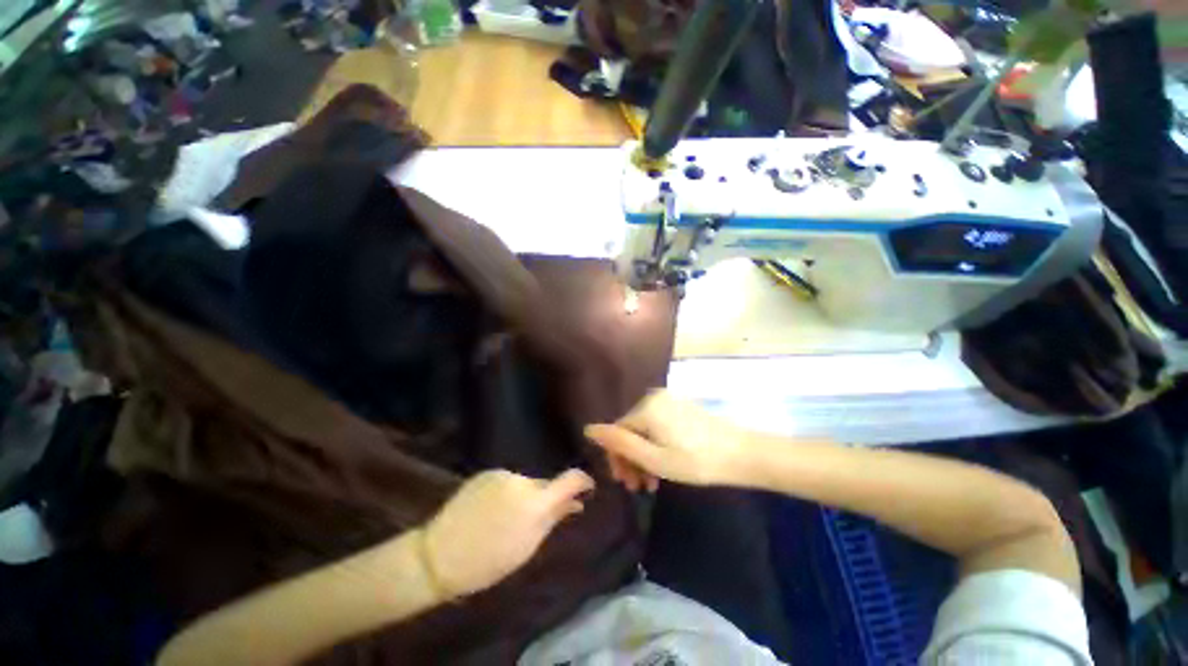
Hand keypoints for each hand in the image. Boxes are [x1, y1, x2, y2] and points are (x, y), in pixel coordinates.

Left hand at [421, 468, 593, 598]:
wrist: (439, 554)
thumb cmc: (488, 561)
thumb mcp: (527, 547)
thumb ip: (554, 519)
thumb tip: (576, 503)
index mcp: (535, 502)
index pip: (571, 479)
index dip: (583, 481)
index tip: (587, 488)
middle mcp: (522, 479)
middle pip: (545, 484)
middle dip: (546, 498)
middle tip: (535, 522)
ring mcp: (503, 474)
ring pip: (525, 483)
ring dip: (525, 496)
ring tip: (507, 520)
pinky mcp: (487, 473)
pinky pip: (507, 481)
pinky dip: (508, 493)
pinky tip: (492, 510)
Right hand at [584, 390, 747, 490]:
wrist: (742, 454)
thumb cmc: (695, 460)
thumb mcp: (653, 458)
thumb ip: (620, 443)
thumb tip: (588, 429)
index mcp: (645, 408)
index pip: (617, 432)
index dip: (617, 458)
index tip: (625, 483)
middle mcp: (654, 399)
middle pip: (631, 431)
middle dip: (631, 460)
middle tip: (639, 487)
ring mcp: (669, 402)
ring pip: (645, 432)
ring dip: (644, 457)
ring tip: (652, 483)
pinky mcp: (681, 409)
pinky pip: (659, 427)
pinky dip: (657, 447)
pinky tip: (665, 466)